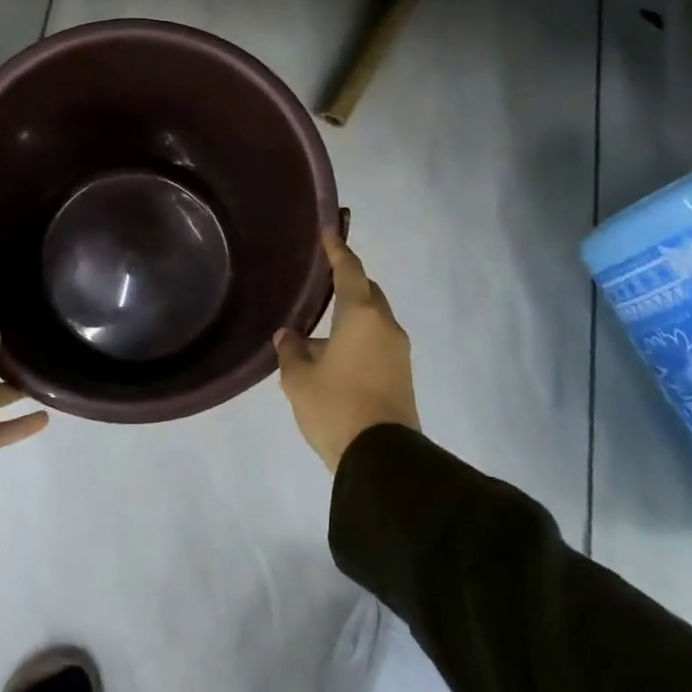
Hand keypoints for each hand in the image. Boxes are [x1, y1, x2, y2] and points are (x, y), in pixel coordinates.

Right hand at [274, 232, 419, 470]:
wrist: (383, 460)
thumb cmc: (336, 407)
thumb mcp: (299, 379)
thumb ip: (292, 350)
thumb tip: (289, 336)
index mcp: (362, 316)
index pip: (350, 271)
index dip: (338, 250)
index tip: (329, 231)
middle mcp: (386, 327)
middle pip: (368, 293)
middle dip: (348, 283)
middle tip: (323, 281)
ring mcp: (399, 353)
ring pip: (374, 320)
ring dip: (351, 317)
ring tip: (320, 329)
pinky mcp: (402, 376)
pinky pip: (377, 343)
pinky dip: (358, 339)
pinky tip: (334, 356)